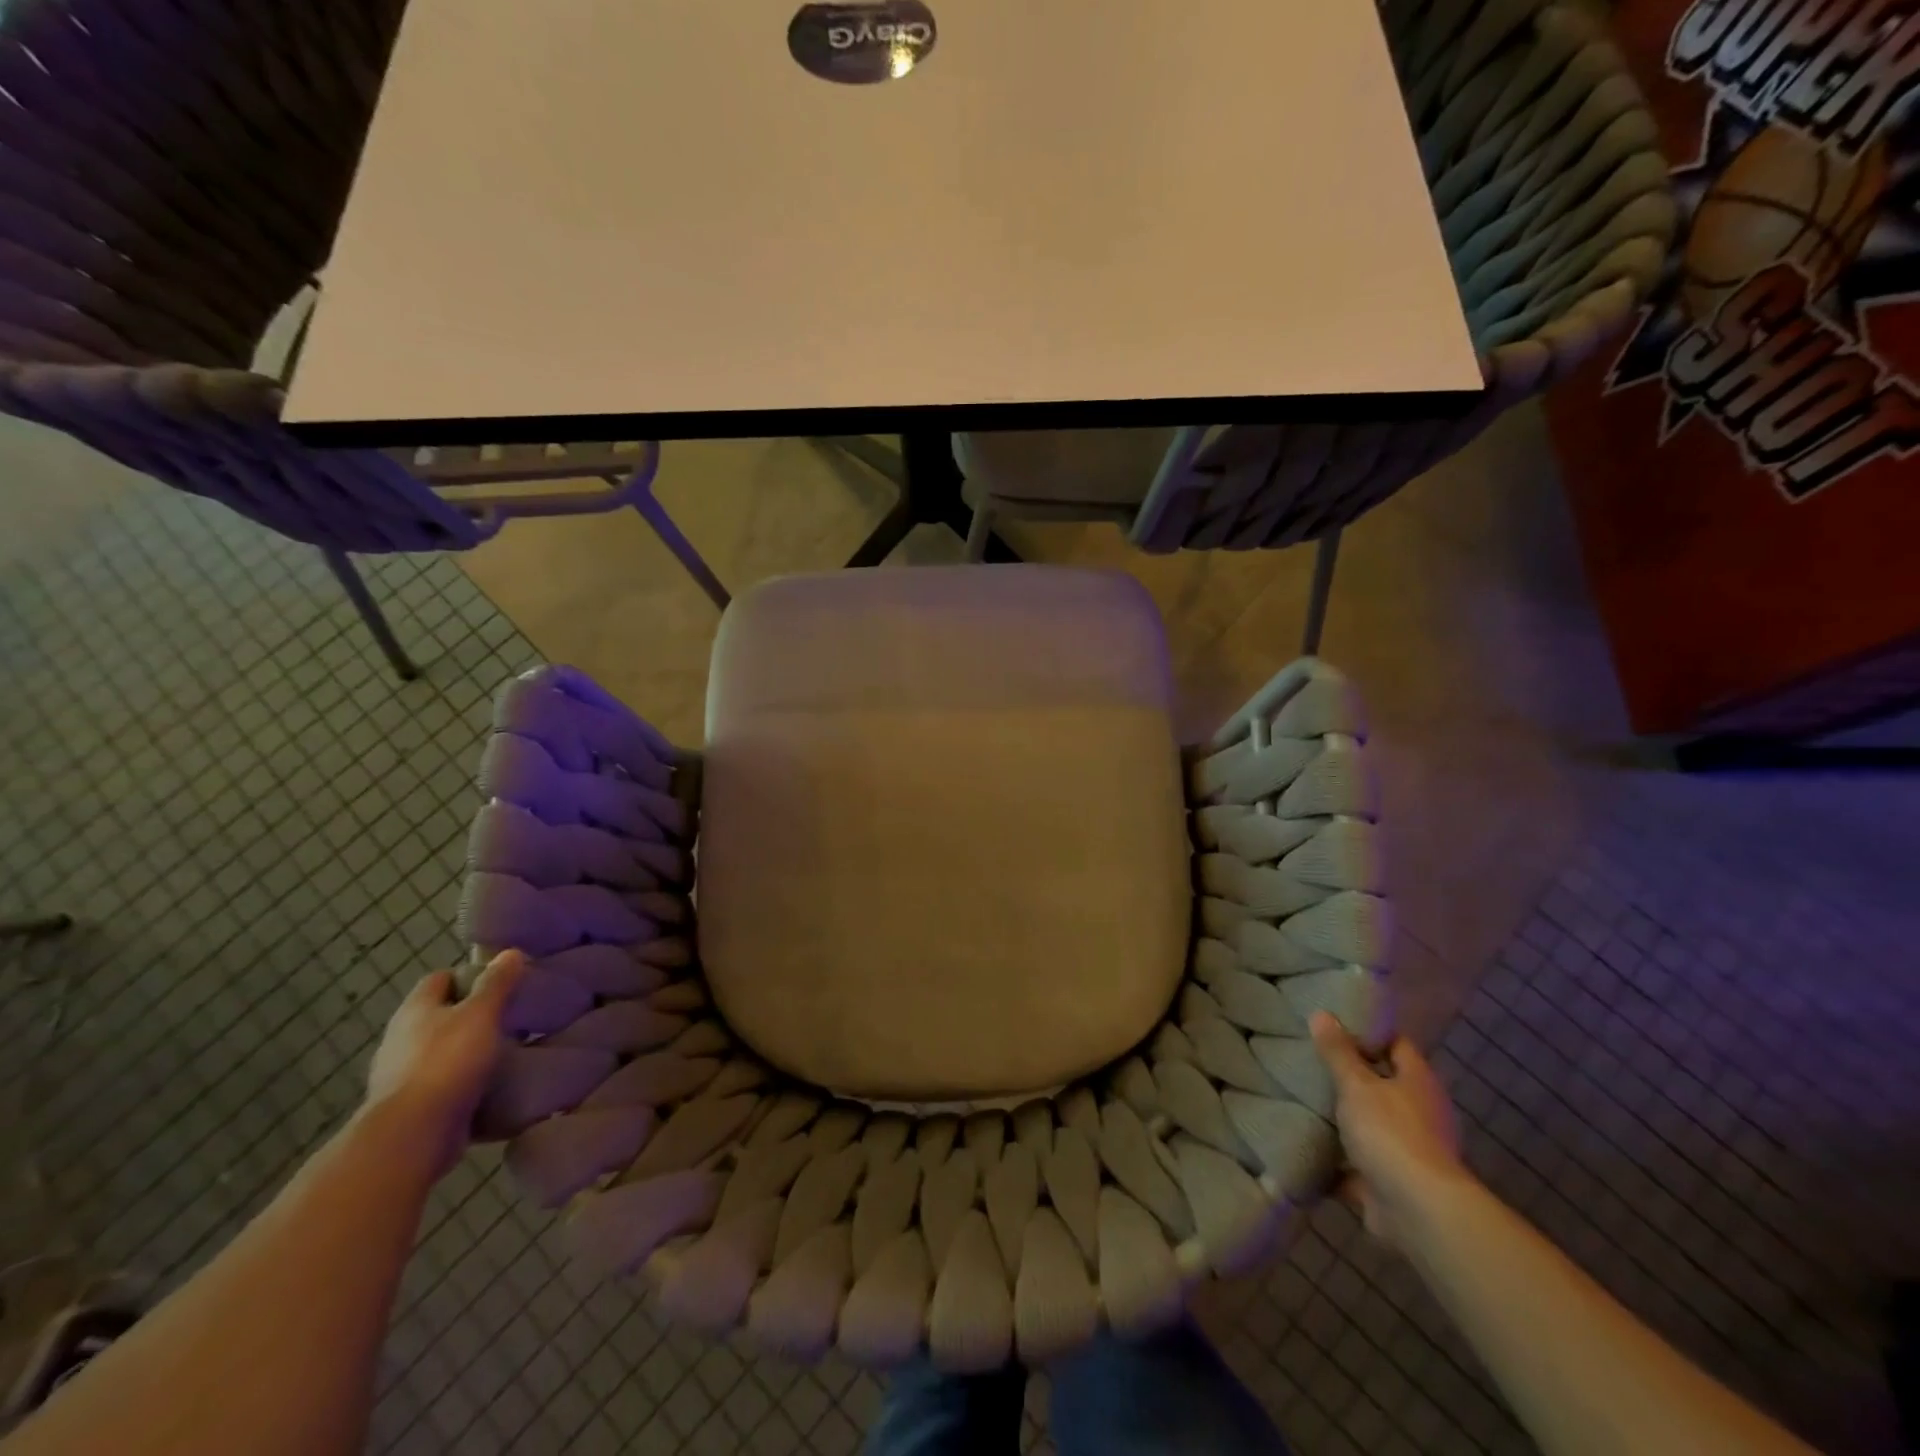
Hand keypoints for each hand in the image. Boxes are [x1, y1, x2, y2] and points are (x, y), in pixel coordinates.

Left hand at [363, 951, 528, 1178]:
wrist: (413, 1135)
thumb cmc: (447, 1062)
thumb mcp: (481, 1014)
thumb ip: (496, 984)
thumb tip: (509, 953)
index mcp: (415, 1010)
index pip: (439, 979)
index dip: (467, 976)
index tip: (500, 983)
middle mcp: (401, 1039)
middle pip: (440, 1016)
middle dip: (472, 1015)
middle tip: (511, 1017)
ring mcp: (402, 1076)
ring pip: (442, 1052)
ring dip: (468, 1051)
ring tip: (507, 1052)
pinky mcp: (412, 1107)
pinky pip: (444, 1086)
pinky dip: (465, 1083)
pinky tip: (492, 1086)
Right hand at [1310, 1011, 1466, 1250]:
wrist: (1416, 1211)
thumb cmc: (1390, 1133)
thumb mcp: (1357, 1084)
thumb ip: (1338, 1052)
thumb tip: (1322, 1013)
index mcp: (1418, 1082)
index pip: (1396, 1043)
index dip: (1368, 1032)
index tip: (1333, 1024)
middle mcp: (1418, 1112)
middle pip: (1382, 1083)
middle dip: (1349, 1074)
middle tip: (1309, 1057)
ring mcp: (1407, 1148)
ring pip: (1368, 1122)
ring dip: (1342, 1116)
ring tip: (1301, 1094)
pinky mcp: (1390, 1179)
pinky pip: (1356, 1160)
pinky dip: (1335, 1155)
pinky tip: (1304, 1140)